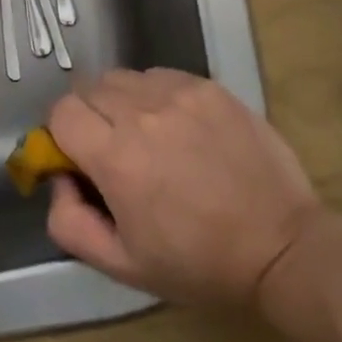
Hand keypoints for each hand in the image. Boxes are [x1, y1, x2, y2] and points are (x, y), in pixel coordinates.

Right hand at [45, 67, 321, 307]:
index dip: (62, 135)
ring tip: (147, 135)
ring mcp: (178, 93)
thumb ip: (69, 223)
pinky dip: (155, 94)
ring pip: (123, 78)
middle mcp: (141, 113)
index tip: (81, 159)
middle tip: (113, 150)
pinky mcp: (208, 87)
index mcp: (116, 157)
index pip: (61, 112)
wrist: (282, 247)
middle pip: (88, 88)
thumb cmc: (199, 263)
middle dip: (89, 116)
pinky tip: (177, 127)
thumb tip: (58, 178)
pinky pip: (160, 75)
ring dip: (121, 102)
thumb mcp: (123, 265)